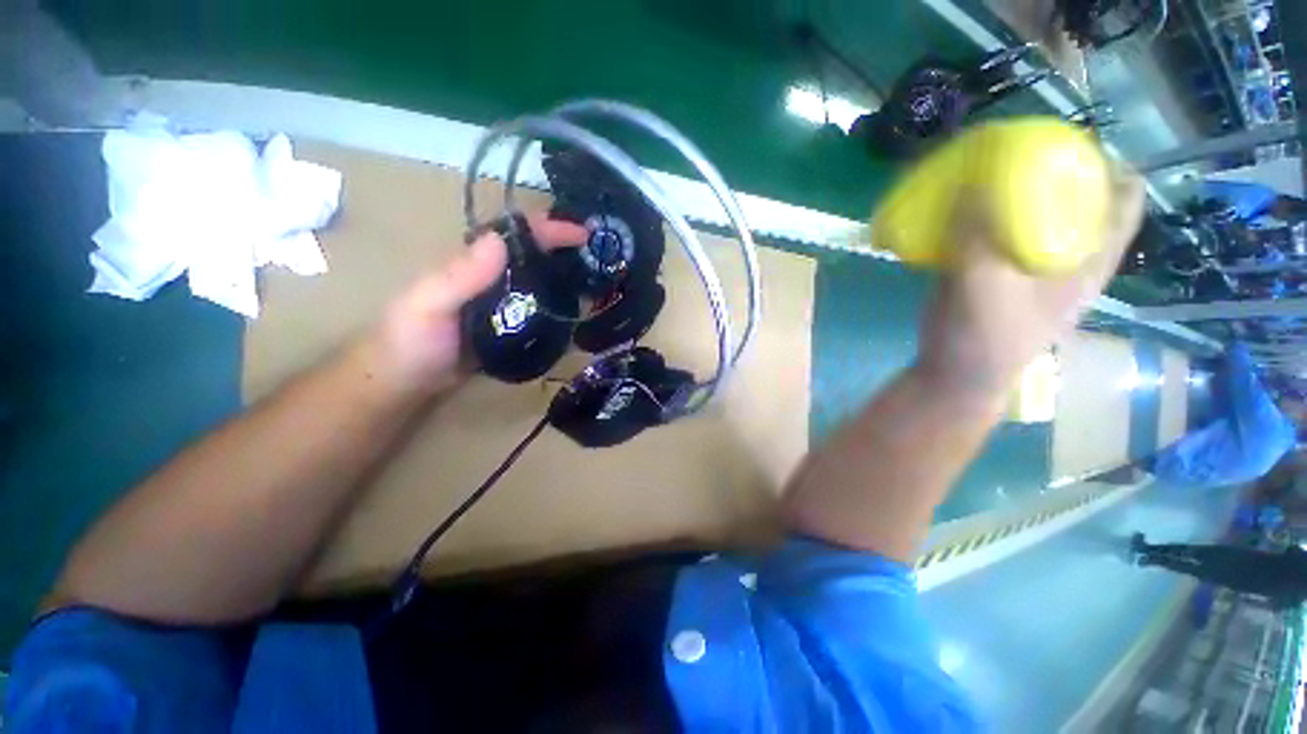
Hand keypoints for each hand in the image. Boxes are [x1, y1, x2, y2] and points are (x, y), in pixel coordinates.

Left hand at [360, 214, 586, 396]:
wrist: (404, 384)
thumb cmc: (409, 341)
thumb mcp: (427, 305)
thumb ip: (460, 275)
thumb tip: (500, 240)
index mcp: (473, 263)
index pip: (515, 235)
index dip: (549, 229)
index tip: (584, 235)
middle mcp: (492, 278)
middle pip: (535, 257)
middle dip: (568, 254)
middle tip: (602, 263)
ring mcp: (503, 305)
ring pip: (541, 284)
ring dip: (568, 281)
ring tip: (600, 287)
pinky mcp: (510, 329)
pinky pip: (539, 313)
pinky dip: (559, 310)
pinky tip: (578, 315)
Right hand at [916, 170, 1144, 402]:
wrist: (952, 373)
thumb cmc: (983, 336)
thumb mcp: (984, 285)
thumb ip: (979, 235)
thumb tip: (974, 179)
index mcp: (1087, 259)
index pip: (1123, 202)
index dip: (1111, 166)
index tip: (1075, 142)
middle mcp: (1066, 256)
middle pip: (1077, 199)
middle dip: (1053, 170)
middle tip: (1018, 148)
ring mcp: (1027, 264)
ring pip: (1031, 214)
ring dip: (1012, 191)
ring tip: (985, 169)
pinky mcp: (992, 271)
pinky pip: (993, 231)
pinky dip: (980, 214)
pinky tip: (960, 204)